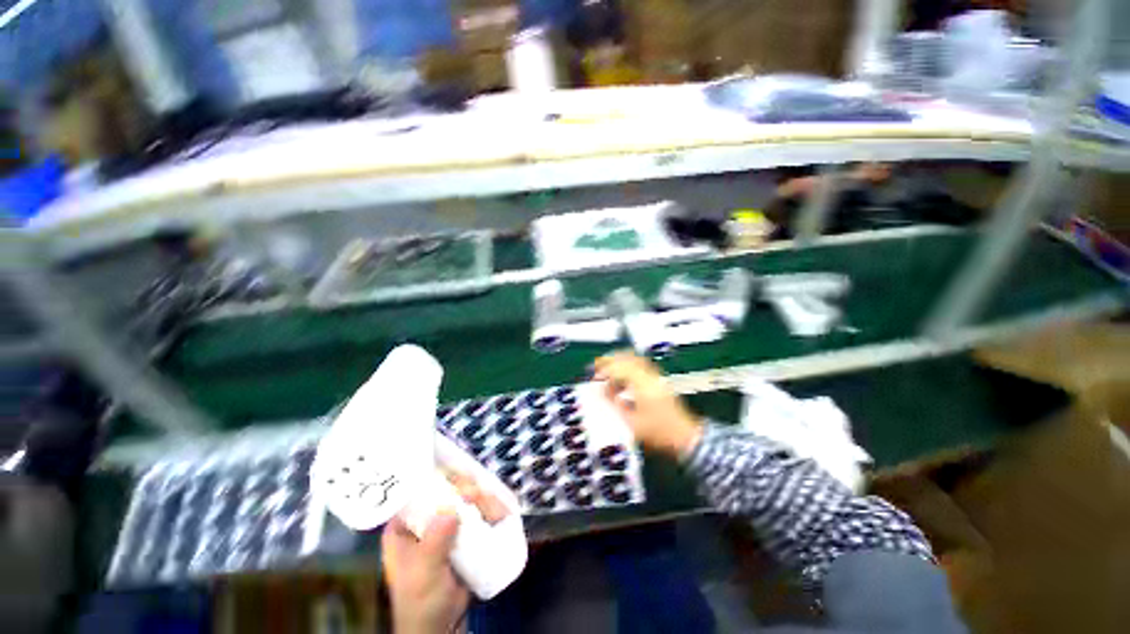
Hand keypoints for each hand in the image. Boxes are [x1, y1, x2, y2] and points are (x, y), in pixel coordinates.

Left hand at [381, 471, 508, 633]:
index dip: (437, 477)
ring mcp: (445, 527)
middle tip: (476, 493)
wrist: (442, 627)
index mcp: (403, 526)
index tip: (457, 475)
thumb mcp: (423, 574)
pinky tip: (498, 509)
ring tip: (490, 506)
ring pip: (464, 500)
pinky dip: (488, 508)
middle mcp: (424, 520)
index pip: (417, 490)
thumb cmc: (421, 601)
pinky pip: (476, 514)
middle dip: (464, 488)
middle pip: (446, 490)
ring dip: (480, 498)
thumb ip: (434, 543)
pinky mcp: (463, 535)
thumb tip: (450, 511)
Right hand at [593, 351, 702, 456]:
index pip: (620, 368)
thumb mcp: (633, 423)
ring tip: (609, 373)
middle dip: (611, 360)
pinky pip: (640, 367)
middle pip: (628, 357)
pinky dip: (628, 369)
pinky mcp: (658, 382)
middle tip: (598, 366)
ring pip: (634, 360)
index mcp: (643, 385)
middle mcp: (650, 377)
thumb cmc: (660, 432)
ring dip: (619, 363)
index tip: (595, 377)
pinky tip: (623, 380)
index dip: (604, 370)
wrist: (684, 437)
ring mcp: (656, 378)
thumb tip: (604, 393)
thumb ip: (616, 405)